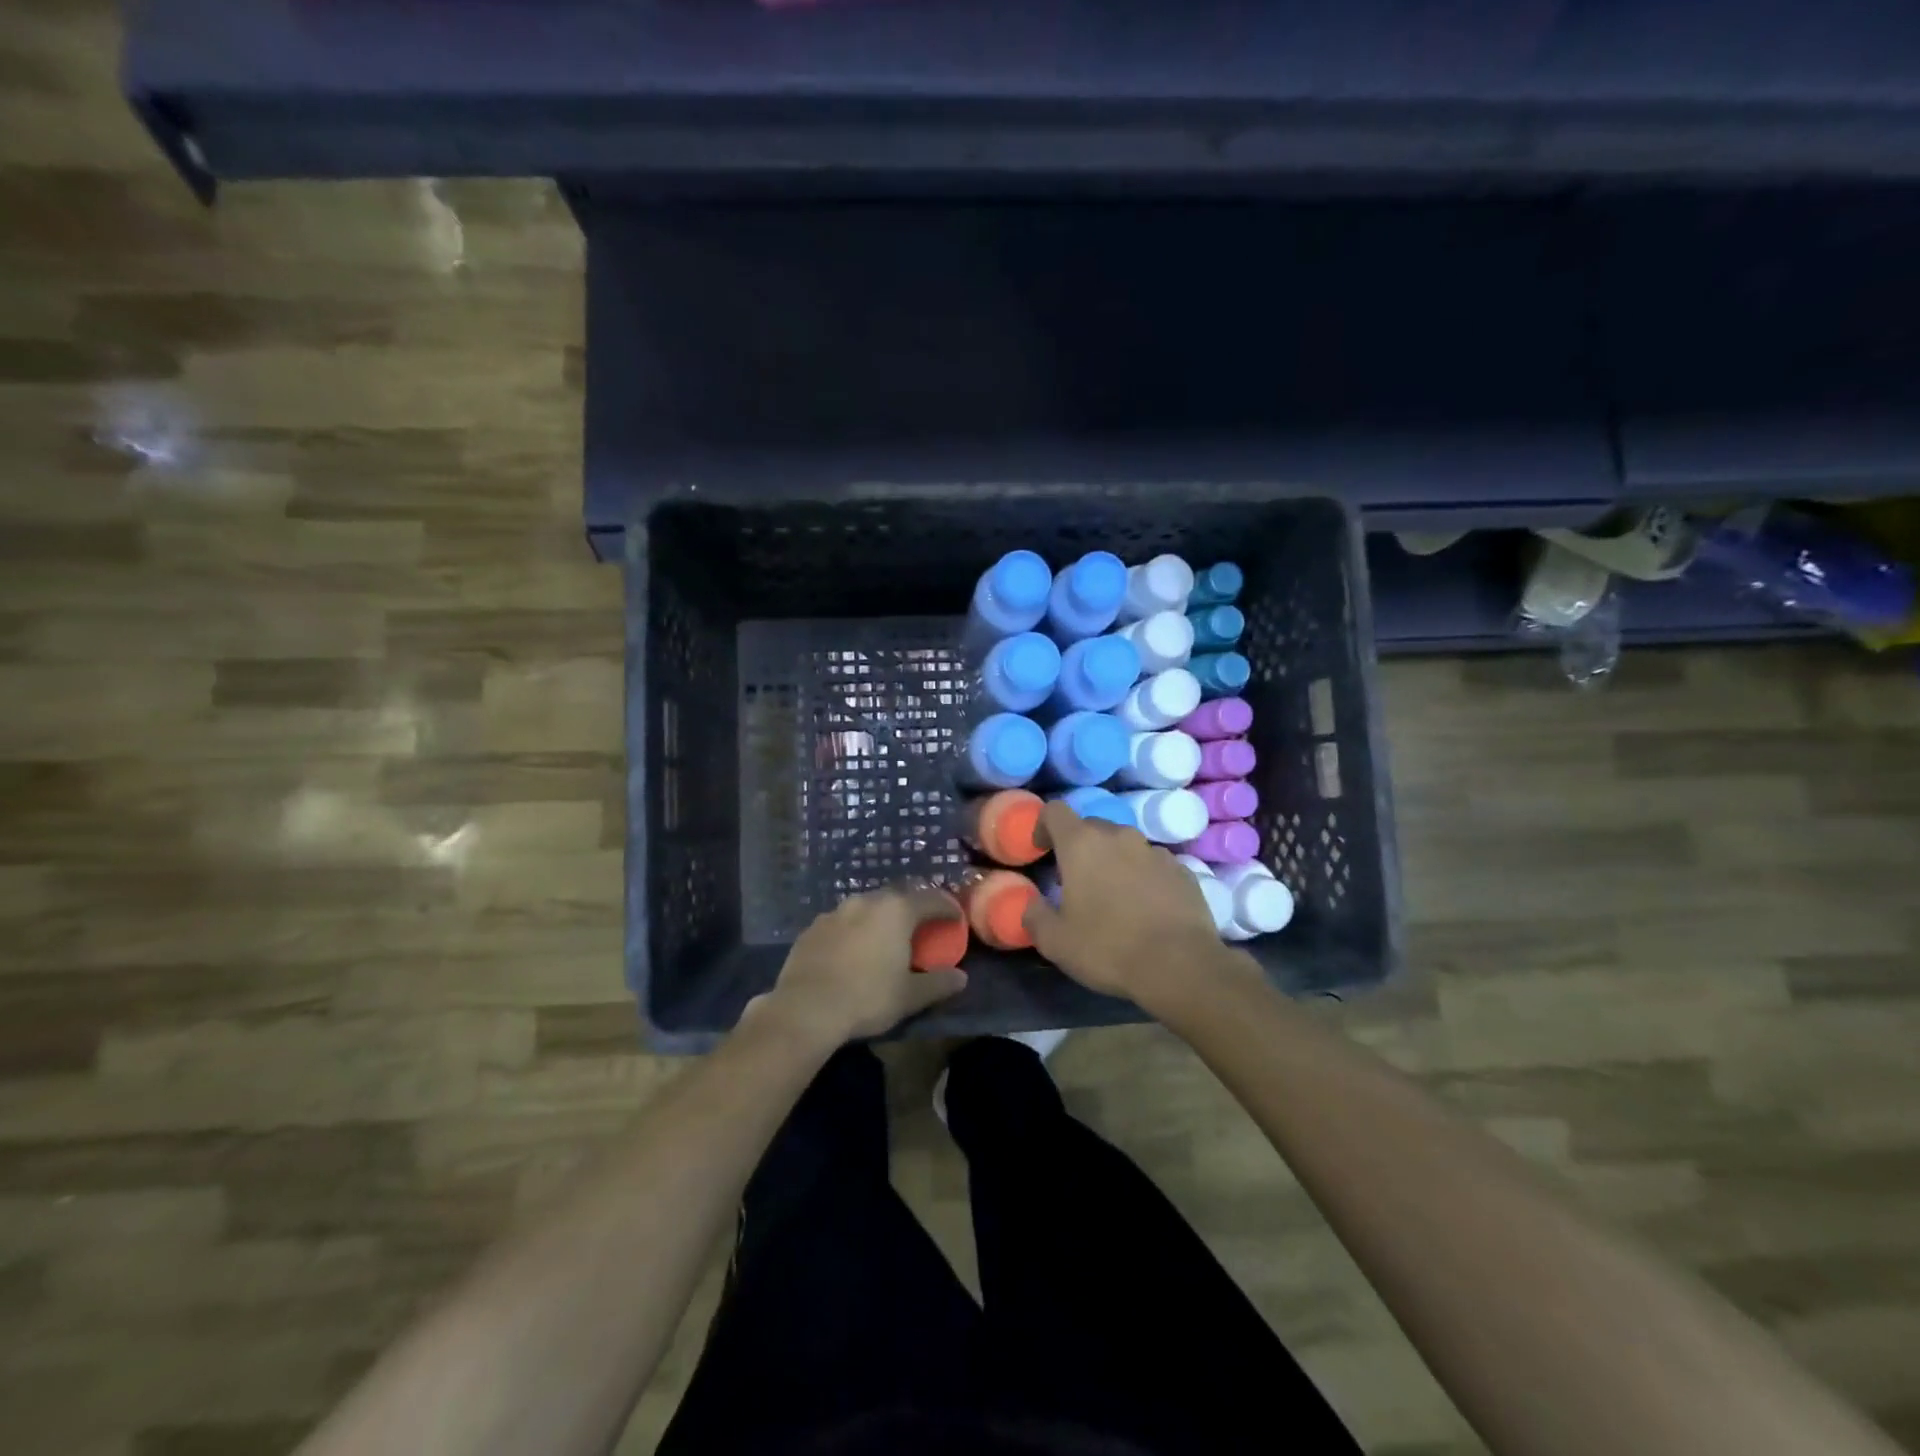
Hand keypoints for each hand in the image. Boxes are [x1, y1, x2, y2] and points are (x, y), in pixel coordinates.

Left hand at [750, 886, 967, 1046]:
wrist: (805, 1009)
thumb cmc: (867, 998)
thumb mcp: (910, 996)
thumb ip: (938, 983)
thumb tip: (961, 978)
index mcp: (896, 910)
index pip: (931, 899)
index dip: (948, 908)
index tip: (956, 918)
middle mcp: (866, 901)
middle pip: (898, 898)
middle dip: (913, 910)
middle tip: (922, 928)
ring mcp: (835, 912)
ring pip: (867, 908)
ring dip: (880, 919)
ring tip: (885, 939)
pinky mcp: (812, 927)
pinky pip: (842, 923)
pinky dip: (854, 931)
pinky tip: (852, 952)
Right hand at [1022, 803, 1228, 1011]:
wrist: (1181, 966)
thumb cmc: (1108, 948)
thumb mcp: (1055, 941)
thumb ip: (1034, 915)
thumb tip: (1031, 903)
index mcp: (1081, 844)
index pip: (1055, 811)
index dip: (1043, 826)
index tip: (1042, 851)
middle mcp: (1119, 836)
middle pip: (1091, 827)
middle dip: (1080, 848)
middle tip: (1076, 883)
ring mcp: (1155, 851)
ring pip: (1125, 845)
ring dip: (1114, 862)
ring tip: (1114, 898)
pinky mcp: (1183, 870)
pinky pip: (1153, 864)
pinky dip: (1144, 877)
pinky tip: (1146, 909)